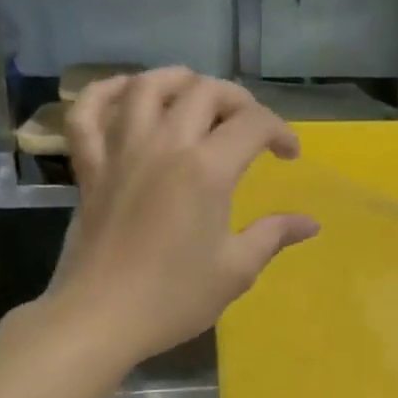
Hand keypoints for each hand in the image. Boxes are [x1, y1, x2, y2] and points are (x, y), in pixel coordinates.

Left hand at [52, 69, 319, 364]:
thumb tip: (310, 223)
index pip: (252, 124)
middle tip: (250, 126)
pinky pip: (87, 113)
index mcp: (206, 170)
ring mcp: (121, 152)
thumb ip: (273, 236)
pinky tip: (125, 92)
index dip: (279, 131)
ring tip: (196, 93)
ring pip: (146, 87)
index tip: (290, 156)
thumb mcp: (235, 270)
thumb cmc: (174, 297)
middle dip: (237, 100)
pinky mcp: (90, 168)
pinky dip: (104, 92)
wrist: (101, 317)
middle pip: (203, 92)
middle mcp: (164, 145)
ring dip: (177, 80)